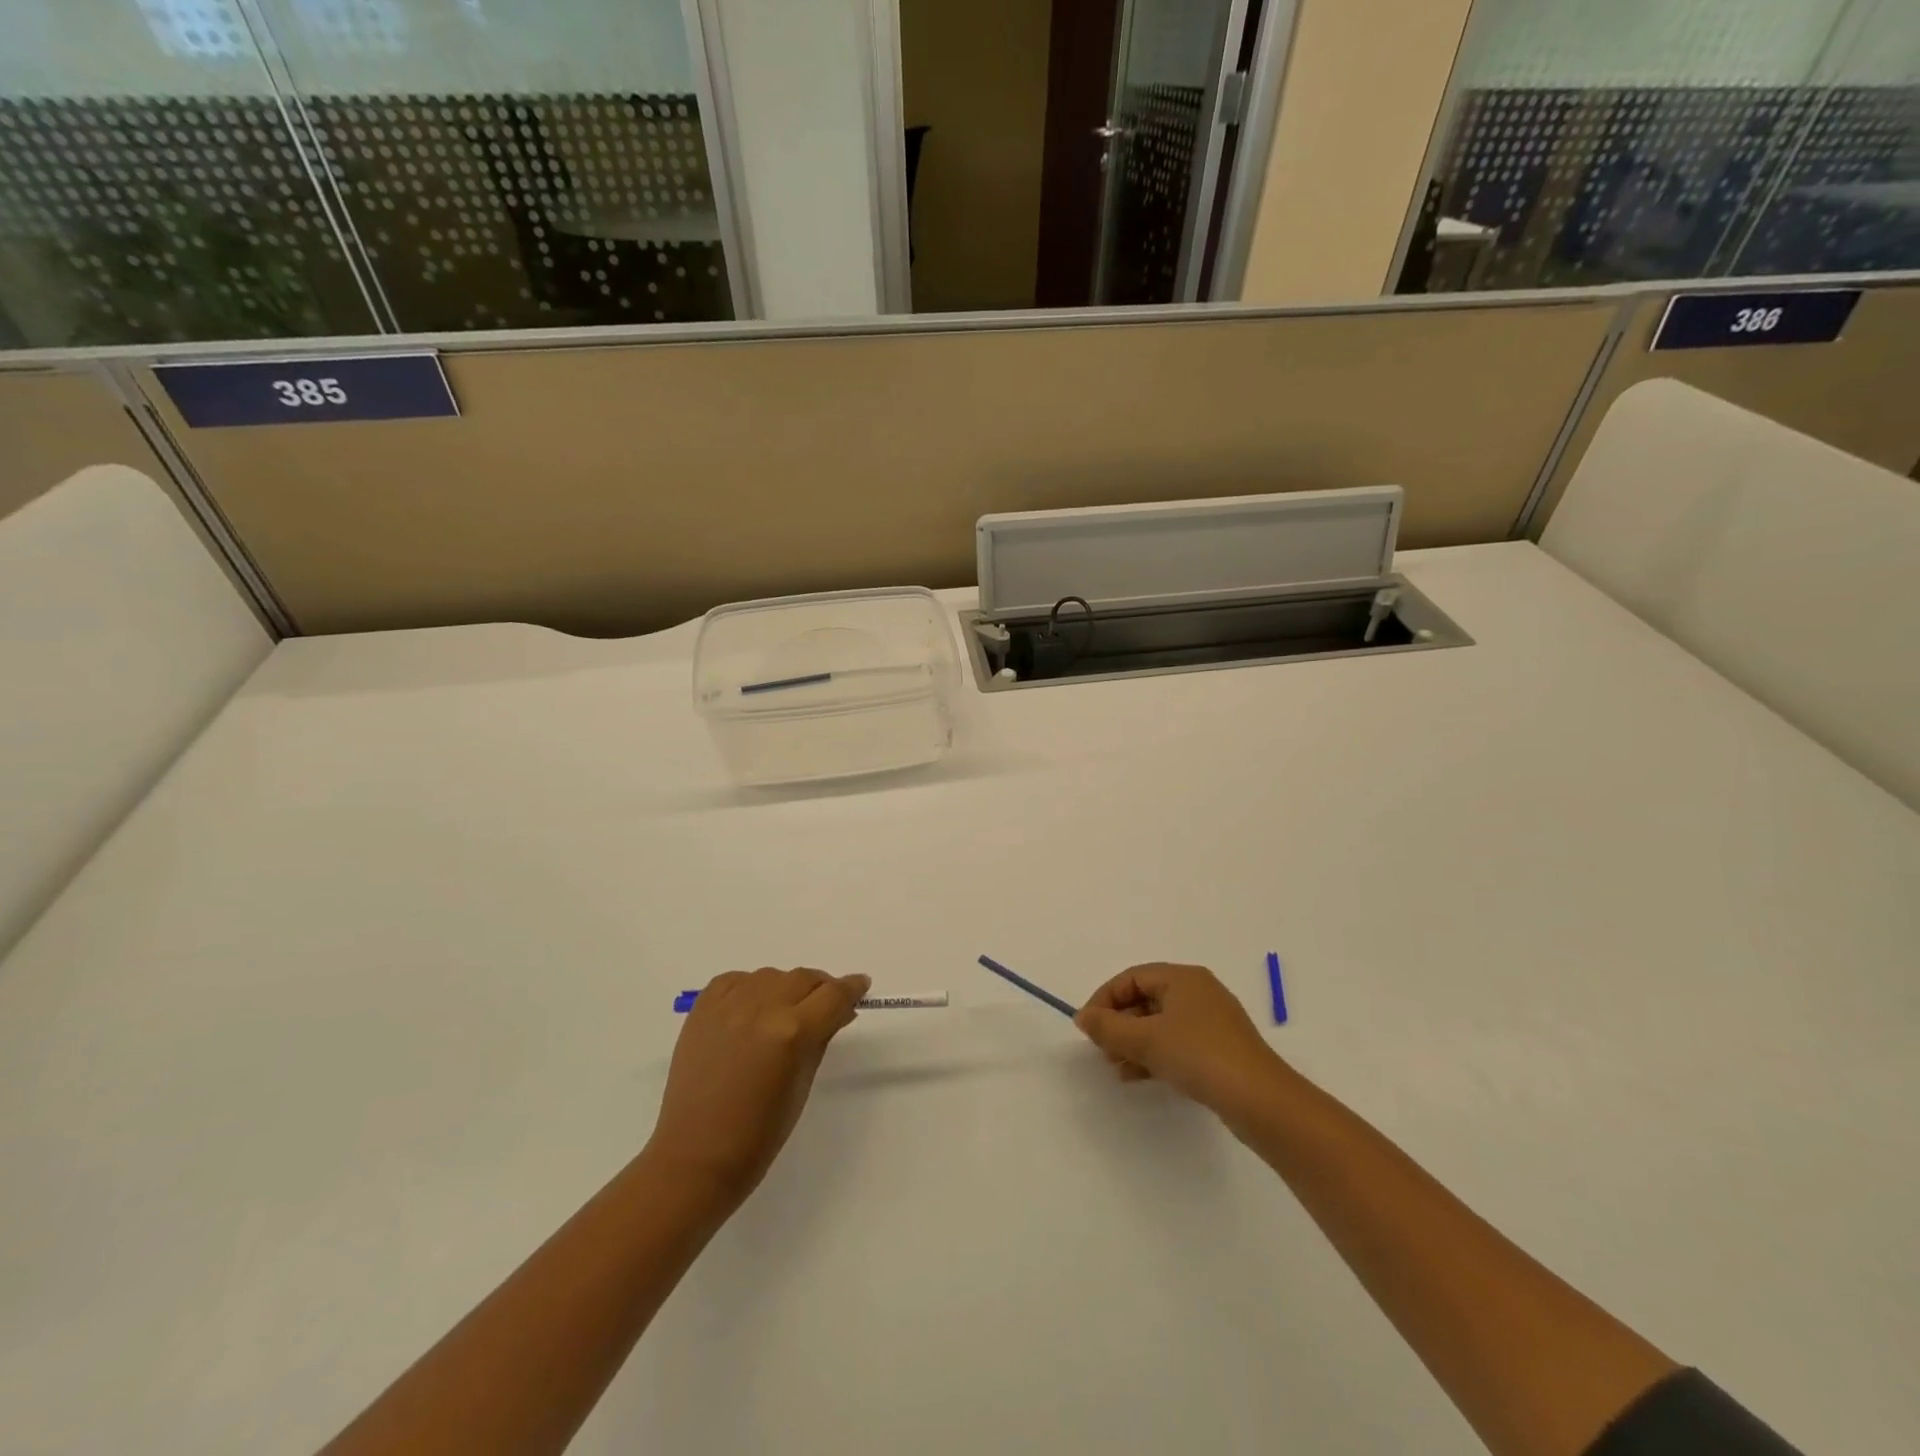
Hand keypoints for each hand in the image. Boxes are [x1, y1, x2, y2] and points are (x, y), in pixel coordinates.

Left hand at [647, 967, 868, 1204]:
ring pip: (772, 976)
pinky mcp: (703, 1008)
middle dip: (821, 990)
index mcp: (792, 1032)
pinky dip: (750, 989)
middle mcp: (762, 1008)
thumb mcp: (803, 1084)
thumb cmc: (759, 1134)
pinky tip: (751, 1010)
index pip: (834, 995)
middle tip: (824, 1007)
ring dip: (785, 989)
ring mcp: (729, 1005)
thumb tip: (838, 1010)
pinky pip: (736, 981)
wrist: (695, 1156)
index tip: (861, 986)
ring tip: (783, 1014)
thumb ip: (821, 1037)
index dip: (852, 988)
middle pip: (804, 979)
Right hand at [1074, 963, 1284, 1117]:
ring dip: (1134, 1042)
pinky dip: (1154, 1055)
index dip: (1104, 999)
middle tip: (1102, 1050)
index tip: (1088, 1027)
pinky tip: (1137, 1077)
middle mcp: (1197, 992)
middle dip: (1119, 1023)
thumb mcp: (1145, 1040)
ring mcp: (1211, 1021)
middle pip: (1145, 999)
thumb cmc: (1199, 1056)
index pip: (1131, 978)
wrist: (1260, 1100)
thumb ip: (1108, 1028)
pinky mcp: (1219, 1049)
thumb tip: (1082, 1017)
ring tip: (1115, 1067)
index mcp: (1182, 978)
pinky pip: (1176, 1043)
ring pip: (1160, 1024)